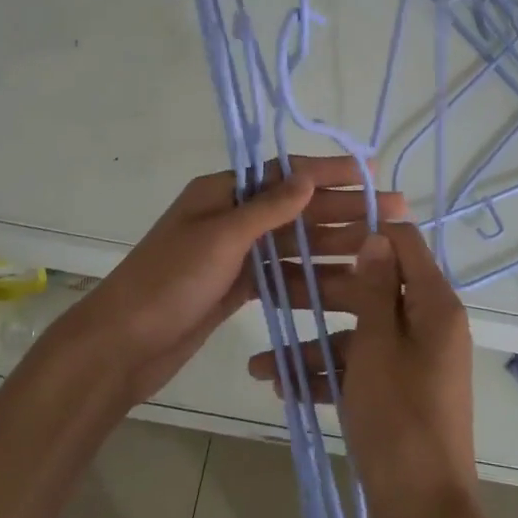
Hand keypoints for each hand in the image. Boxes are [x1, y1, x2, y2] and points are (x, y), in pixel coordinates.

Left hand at [39, 156, 391, 410]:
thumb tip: (308, 176)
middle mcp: (232, 217)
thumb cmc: (168, 282)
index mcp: (222, 192)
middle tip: (394, 210)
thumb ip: (267, 209)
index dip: (329, 171)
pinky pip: (284, 274)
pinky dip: (312, 275)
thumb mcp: (219, 238)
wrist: (122, 346)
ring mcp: (236, 254)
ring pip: (295, 243)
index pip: (285, 173)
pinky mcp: (238, 287)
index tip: (370, 170)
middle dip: (344, 208)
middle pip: (297, 208)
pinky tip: (346, 280)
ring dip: (335, 242)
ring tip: (380, 245)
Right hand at [247, 222, 477, 517]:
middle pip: (373, 289)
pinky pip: (360, 369)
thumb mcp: (377, 346)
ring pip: (358, 334)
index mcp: (434, 305)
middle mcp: (428, 326)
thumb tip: (375, 237)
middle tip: (274, 285)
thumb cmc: (399, 419)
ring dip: (313, 344)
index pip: (404, 244)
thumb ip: (374, 289)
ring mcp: (412, 362)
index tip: (318, 229)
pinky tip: (280, 385)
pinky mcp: (397, 394)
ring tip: (259, 362)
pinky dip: (326, 375)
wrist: (424, 515)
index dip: (363, 231)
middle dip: (322, 291)